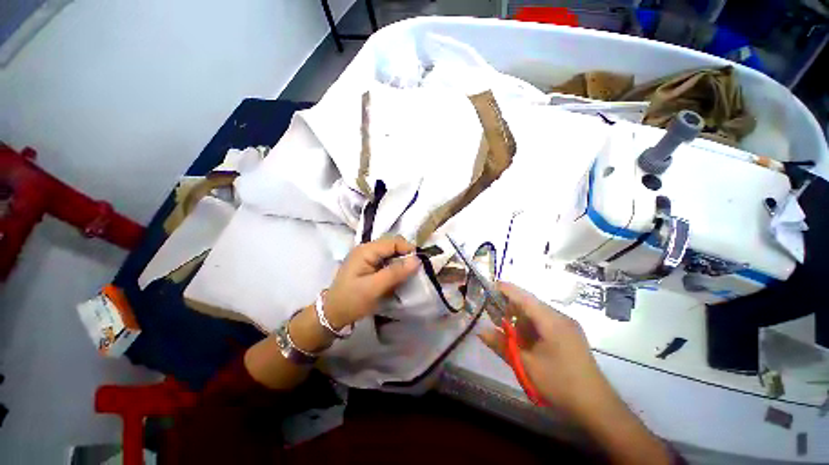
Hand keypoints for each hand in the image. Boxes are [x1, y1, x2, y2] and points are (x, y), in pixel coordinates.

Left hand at [324, 235, 420, 329]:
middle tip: (414, 271)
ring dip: (400, 262)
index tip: (420, 263)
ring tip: (406, 276)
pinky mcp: (368, 265)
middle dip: (405, 256)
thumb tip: (417, 259)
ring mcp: (367, 257)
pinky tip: (396, 278)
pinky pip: (386, 261)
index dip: (408, 249)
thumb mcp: (374, 288)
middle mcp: (366, 249)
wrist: (332, 314)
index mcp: (366, 250)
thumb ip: (395, 273)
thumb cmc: (352, 301)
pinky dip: (394, 267)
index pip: (393, 242)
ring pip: (391, 253)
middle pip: (392, 245)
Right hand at [479, 282, 612, 419]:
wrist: (596, 406)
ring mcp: (567, 327)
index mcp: (552, 321)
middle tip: (492, 312)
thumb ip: (501, 345)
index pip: (525, 297)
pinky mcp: (569, 336)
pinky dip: (530, 327)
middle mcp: (560, 318)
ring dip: (520, 318)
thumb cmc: (560, 383)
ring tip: (504, 327)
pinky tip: (522, 338)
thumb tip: (480, 330)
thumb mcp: (526, 365)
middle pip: (530, 304)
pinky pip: (545, 323)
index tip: (490, 285)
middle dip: (510, 306)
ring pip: (537, 314)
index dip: (506, 289)